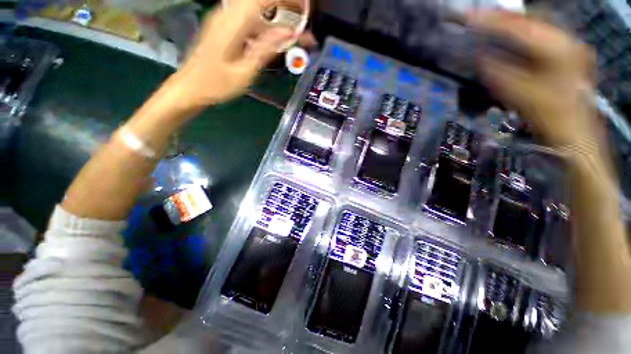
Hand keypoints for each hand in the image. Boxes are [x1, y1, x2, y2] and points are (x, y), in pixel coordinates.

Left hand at [171, 0, 293, 107]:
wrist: (189, 87)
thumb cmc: (216, 84)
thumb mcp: (245, 71)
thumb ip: (266, 49)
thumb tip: (289, 33)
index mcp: (233, 22)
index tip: (305, 8)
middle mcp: (228, 13)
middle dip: (285, 5)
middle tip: (303, 19)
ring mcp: (224, 18)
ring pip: (256, 7)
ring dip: (276, 15)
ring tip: (293, 32)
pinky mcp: (223, 26)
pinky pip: (249, 17)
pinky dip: (265, 24)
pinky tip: (273, 38)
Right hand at [467, 11, 596, 146]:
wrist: (574, 130)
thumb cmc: (548, 114)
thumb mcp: (517, 93)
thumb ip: (497, 71)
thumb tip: (479, 55)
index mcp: (556, 48)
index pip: (518, 26)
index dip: (491, 21)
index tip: (468, 16)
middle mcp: (566, 39)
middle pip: (529, 19)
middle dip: (501, 17)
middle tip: (477, 17)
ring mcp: (569, 44)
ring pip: (536, 24)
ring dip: (512, 23)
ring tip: (490, 22)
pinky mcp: (568, 51)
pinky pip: (542, 34)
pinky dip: (523, 32)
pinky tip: (511, 33)